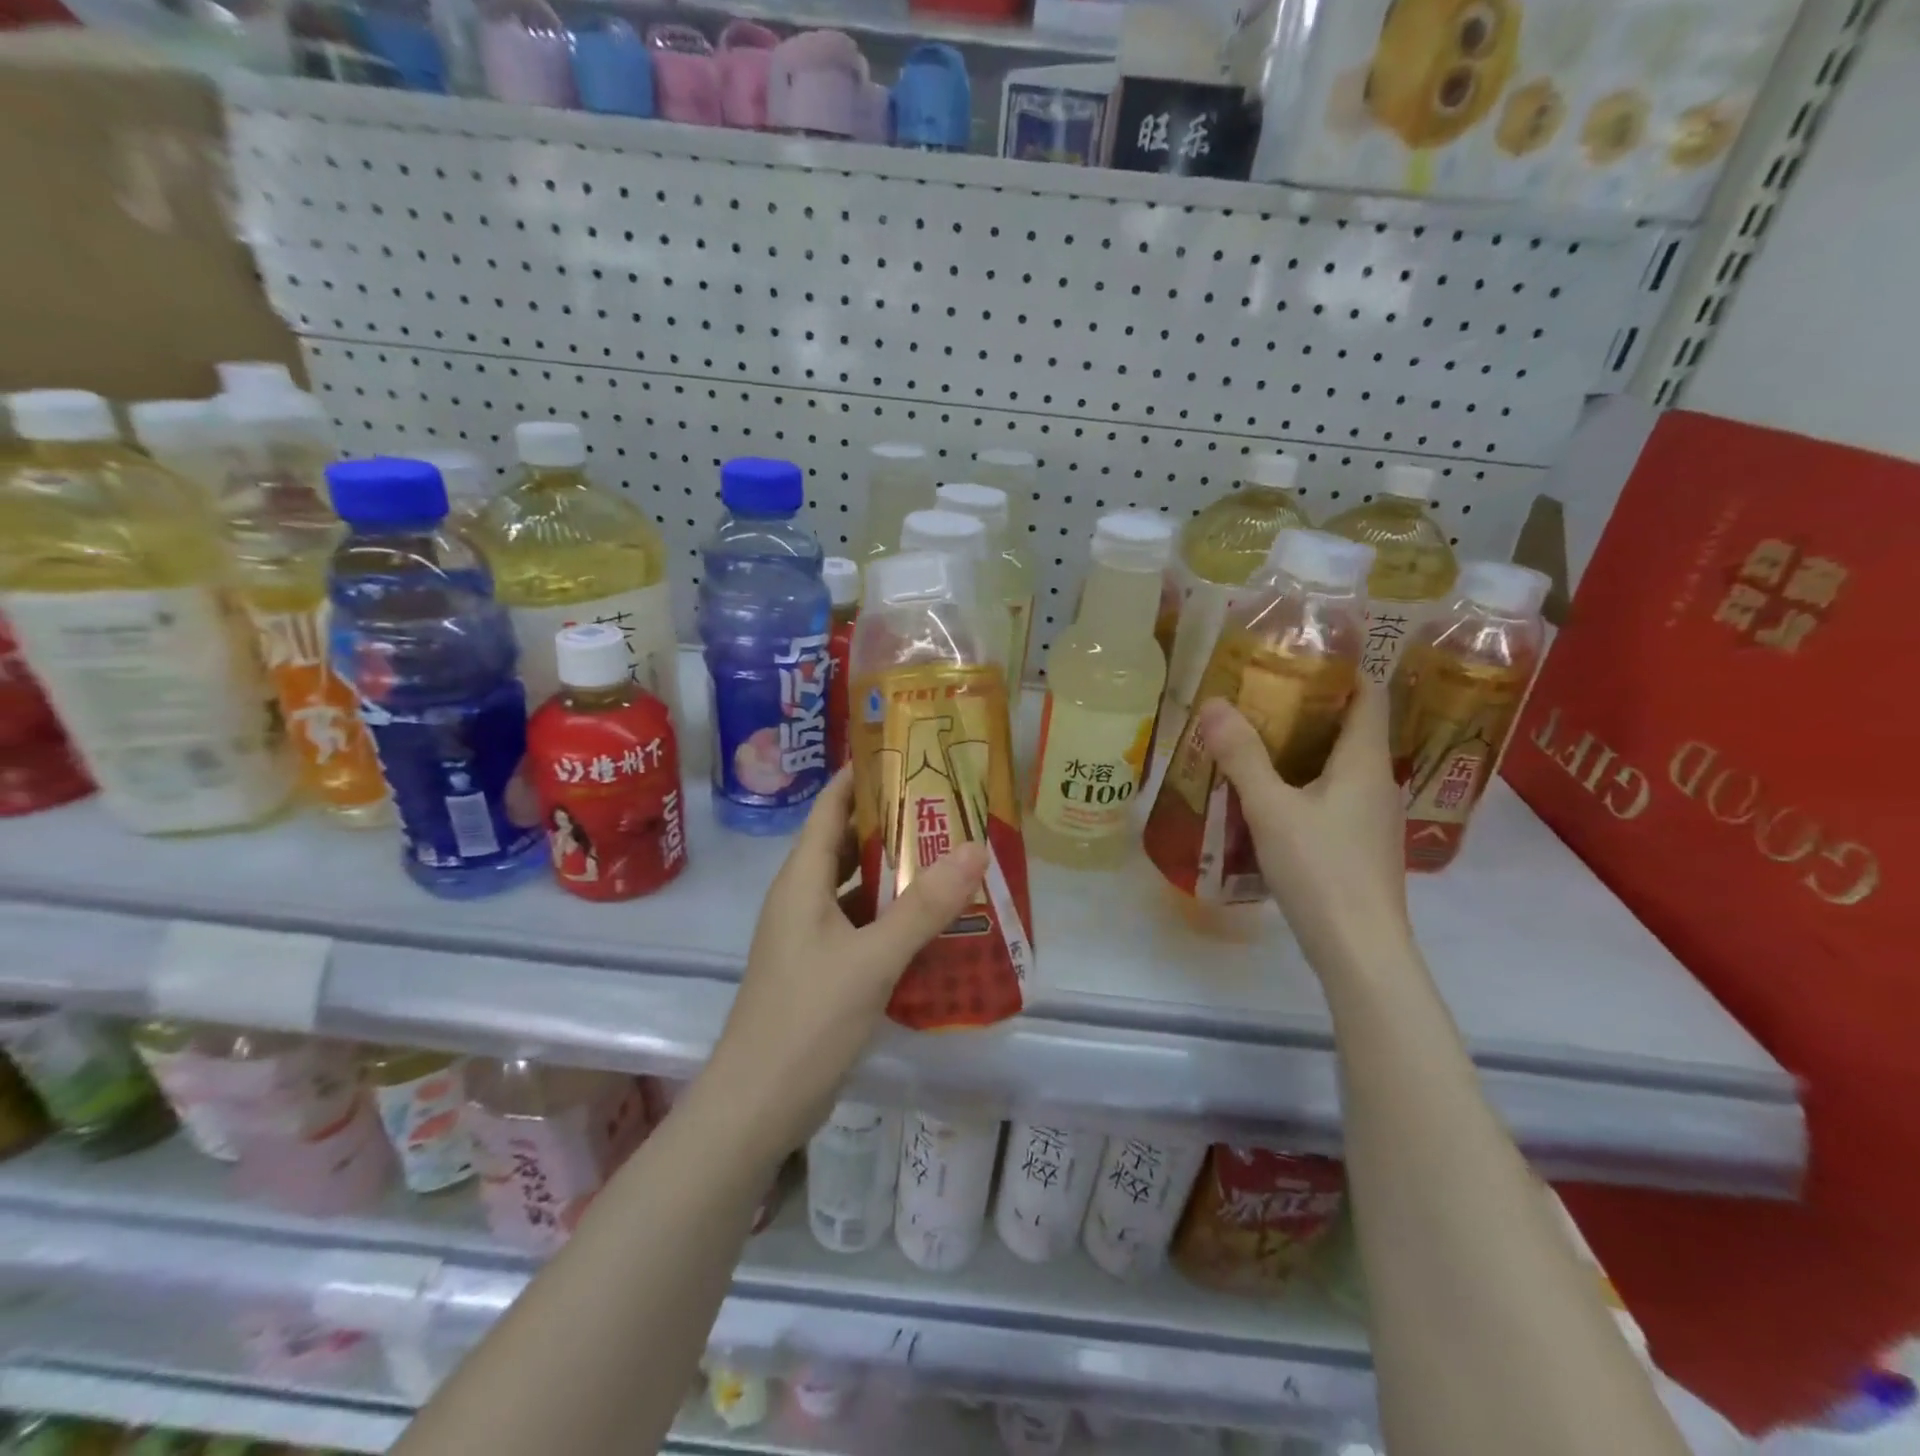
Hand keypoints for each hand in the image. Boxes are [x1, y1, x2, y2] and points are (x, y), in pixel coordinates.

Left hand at [707, 769, 988, 1157]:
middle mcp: (801, 899)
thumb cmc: (806, 1019)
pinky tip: (931, 923)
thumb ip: (923, 906)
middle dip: (890, 823)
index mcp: (801, 880)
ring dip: (894, 873)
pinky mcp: (820, 970)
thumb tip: (975, 847)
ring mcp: (809, 937)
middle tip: (945, 806)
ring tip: (948, 857)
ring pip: (855, 887)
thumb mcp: (871, 959)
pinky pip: (860, 925)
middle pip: (845, 844)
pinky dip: (892, 917)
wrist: (757, 1106)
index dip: (860, 777)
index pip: (829, 808)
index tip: (905, 755)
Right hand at [1196, 680, 1410, 977]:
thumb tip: (1214, 703)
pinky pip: (1335, 797)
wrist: (1359, 950)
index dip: (1344, 670)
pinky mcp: (1360, 847)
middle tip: (1263, 694)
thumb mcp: (1271, 808)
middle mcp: (1378, 783)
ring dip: (1307, 748)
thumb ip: (1242, 755)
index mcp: (1365, 762)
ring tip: (1259, 739)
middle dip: (1312, 708)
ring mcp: (1373, 819)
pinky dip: (1307, 783)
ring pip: (1342, 766)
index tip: (1303, 655)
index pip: (1369, 696)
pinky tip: (1271, 796)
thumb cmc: (1320, 869)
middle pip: (1353, 729)